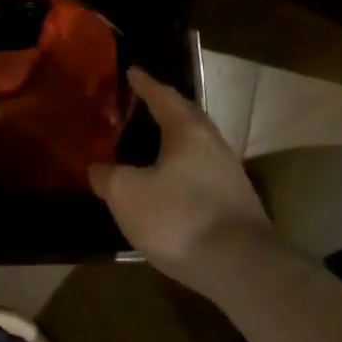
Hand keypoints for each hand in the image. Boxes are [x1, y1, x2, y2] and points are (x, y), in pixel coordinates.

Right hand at [89, 68, 273, 288]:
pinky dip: (184, 171)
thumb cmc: (180, 217)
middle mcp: (213, 144)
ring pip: (197, 147)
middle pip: (186, 117)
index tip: (132, 71)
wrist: (244, 270)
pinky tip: (171, 186)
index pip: (162, 96)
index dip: (144, 84)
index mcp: (186, 130)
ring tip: (152, 146)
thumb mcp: (127, 194)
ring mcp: (230, 176)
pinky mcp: (237, 206)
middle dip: (165, 109)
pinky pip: (204, 173)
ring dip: (176, 142)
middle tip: (142, 104)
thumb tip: (97, 169)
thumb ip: (107, 176)